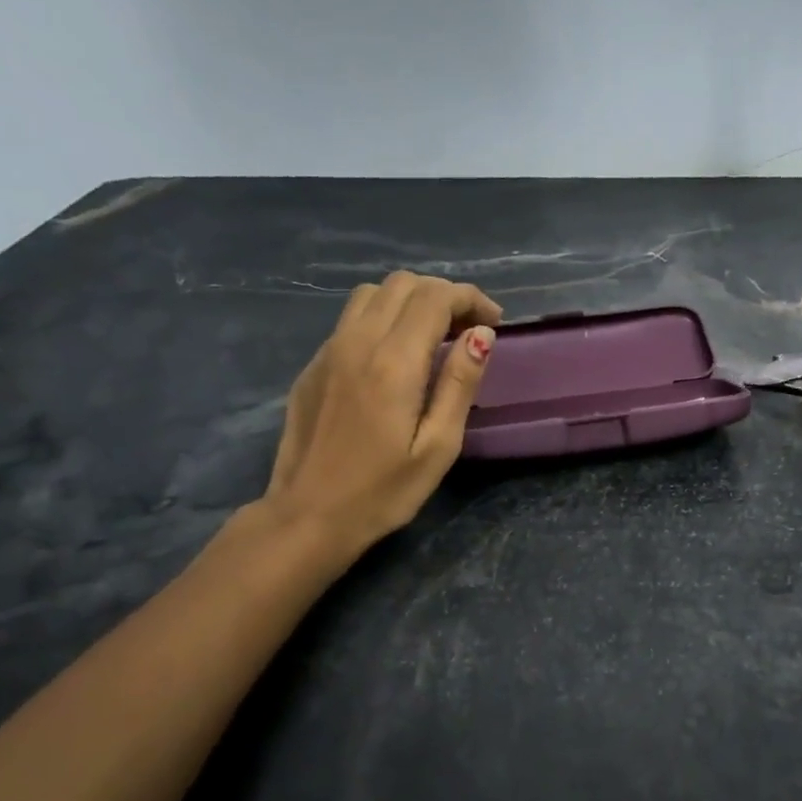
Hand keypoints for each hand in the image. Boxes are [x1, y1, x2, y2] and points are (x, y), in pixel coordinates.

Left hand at [263, 272, 500, 560]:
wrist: (307, 516)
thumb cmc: (383, 491)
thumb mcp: (438, 446)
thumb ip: (460, 383)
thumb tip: (481, 335)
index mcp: (394, 361)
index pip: (435, 298)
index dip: (470, 299)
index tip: (494, 322)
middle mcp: (357, 342)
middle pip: (403, 284)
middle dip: (443, 295)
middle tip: (469, 329)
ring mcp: (328, 351)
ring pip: (373, 294)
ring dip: (411, 301)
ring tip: (434, 335)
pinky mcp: (313, 366)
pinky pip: (352, 320)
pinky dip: (383, 319)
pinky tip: (396, 357)